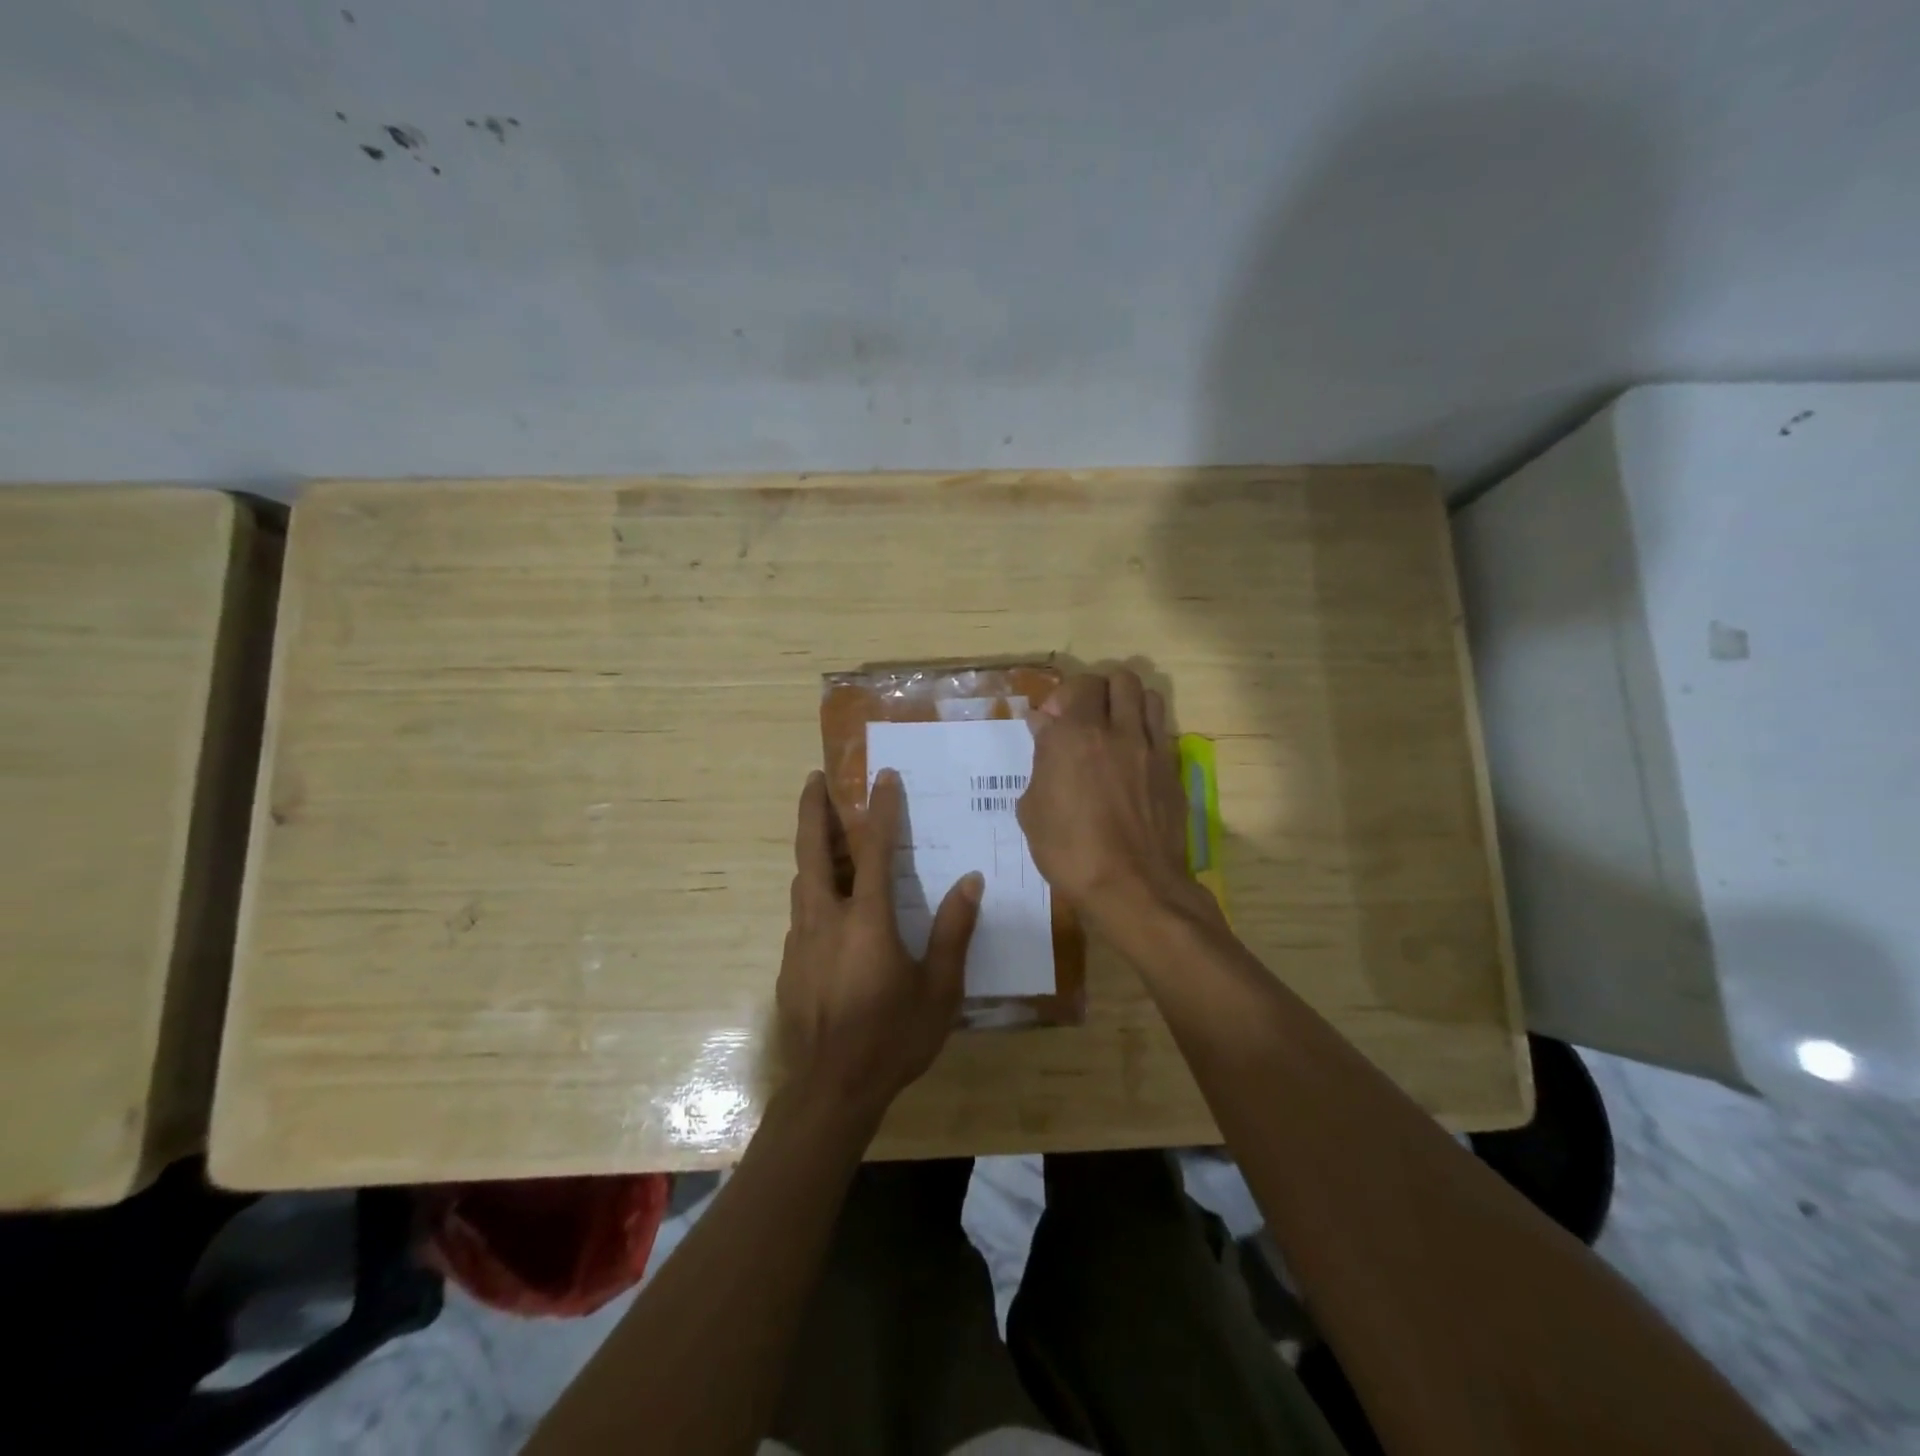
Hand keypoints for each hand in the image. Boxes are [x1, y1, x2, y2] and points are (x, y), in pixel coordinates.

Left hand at [776, 769, 982, 1118]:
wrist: (831, 1090)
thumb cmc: (893, 1038)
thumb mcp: (939, 990)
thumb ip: (954, 932)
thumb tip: (970, 881)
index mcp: (866, 919)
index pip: (874, 849)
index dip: (881, 808)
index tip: (882, 776)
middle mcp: (826, 918)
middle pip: (813, 851)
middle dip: (813, 810)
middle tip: (813, 779)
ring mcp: (800, 942)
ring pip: (802, 881)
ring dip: (811, 850)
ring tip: (823, 833)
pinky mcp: (789, 965)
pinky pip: (801, 914)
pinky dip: (813, 893)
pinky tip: (828, 908)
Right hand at [1017, 670, 1205, 935]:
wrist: (1132, 886)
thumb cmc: (1069, 850)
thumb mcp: (1033, 809)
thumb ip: (1040, 761)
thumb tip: (1044, 729)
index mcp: (1075, 735)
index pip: (1077, 684)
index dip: (1062, 697)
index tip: (1050, 723)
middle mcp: (1117, 730)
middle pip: (1119, 679)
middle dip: (1098, 690)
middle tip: (1084, 718)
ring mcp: (1151, 749)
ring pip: (1148, 696)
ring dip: (1129, 702)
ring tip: (1114, 728)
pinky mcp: (1172, 770)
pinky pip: (1162, 731)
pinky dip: (1146, 730)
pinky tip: (1132, 758)